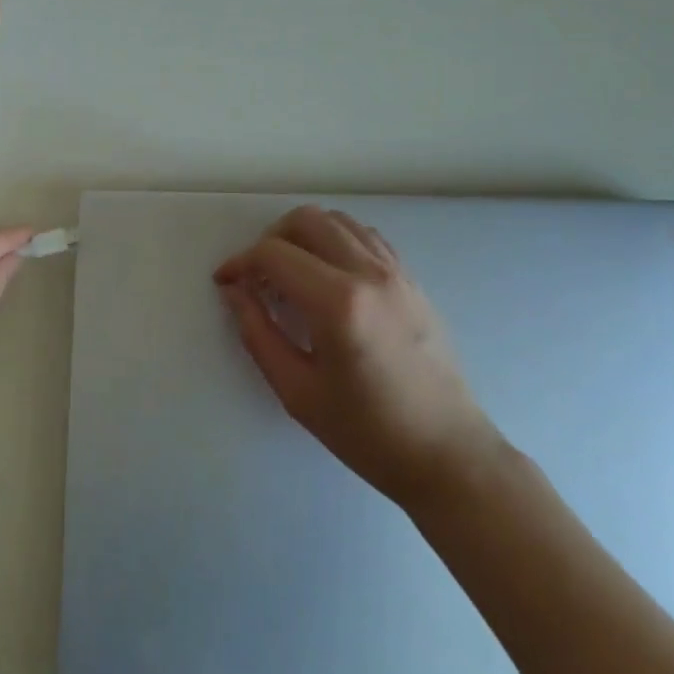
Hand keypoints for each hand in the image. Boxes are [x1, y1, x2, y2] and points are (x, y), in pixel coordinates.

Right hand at [214, 205, 505, 508]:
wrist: (447, 453)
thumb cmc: (368, 433)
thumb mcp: (298, 392)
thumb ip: (258, 334)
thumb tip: (234, 292)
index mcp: (338, 303)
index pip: (274, 254)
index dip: (241, 262)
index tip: (226, 282)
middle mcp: (368, 272)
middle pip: (306, 220)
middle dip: (270, 239)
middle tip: (258, 275)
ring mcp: (395, 270)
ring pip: (337, 220)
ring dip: (305, 234)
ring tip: (291, 273)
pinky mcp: (411, 278)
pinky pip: (366, 236)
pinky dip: (337, 240)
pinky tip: (328, 274)